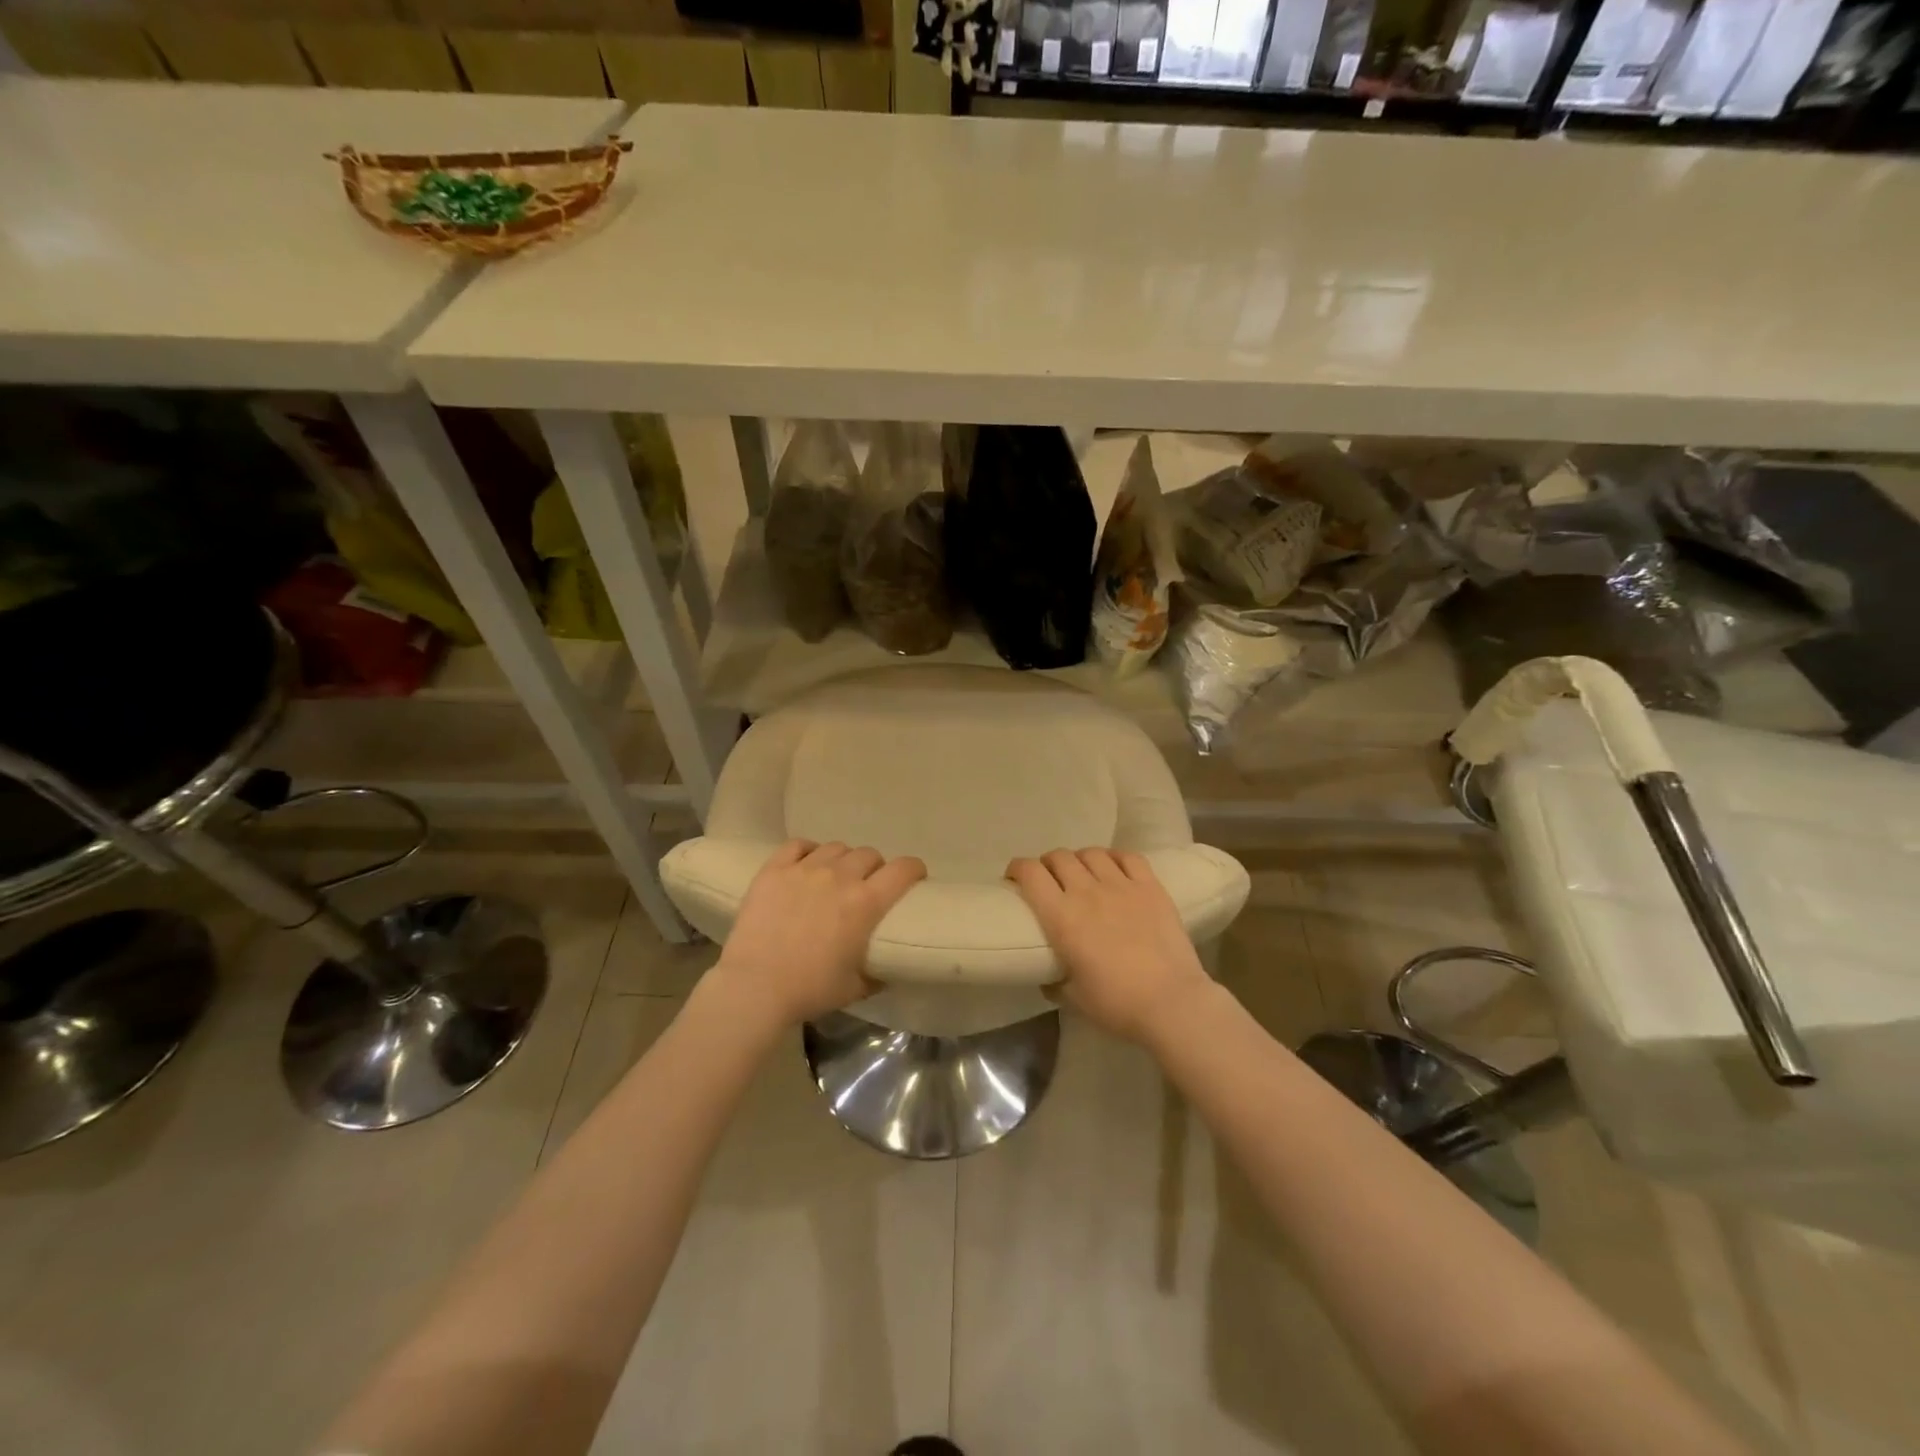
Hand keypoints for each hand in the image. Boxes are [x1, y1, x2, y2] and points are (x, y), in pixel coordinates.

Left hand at [708, 839, 926, 1030]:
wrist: (755, 987)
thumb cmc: (810, 990)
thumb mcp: (856, 987)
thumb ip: (877, 972)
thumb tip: (887, 967)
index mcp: (866, 903)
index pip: (903, 869)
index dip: (914, 869)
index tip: (915, 877)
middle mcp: (839, 877)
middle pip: (869, 855)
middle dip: (875, 868)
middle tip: (868, 885)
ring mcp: (804, 869)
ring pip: (836, 847)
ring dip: (843, 859)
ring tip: (835, 876)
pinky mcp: (774, 870)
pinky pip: (798, 845)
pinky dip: (808, 851)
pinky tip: (807, 863)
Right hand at [1007, 848, 1212, 1043]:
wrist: (1171, 1002)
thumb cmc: (1117, 1004)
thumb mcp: (1073, 998)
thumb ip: (1055, 981)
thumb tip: (1048, 975)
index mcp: (1062, 917)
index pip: (1031, 874)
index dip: (1018, 868)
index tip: (1015, 878)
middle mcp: (1087, 892)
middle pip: (1059, 857)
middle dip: (1047, 864)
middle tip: (1049, 880)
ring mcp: (1121, 885)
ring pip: (1091, 853)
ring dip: (1079, 860)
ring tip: (1083, 874)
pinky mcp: (1151, 887)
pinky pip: (1128, 857)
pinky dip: (1115, 858)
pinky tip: (1114, 869)